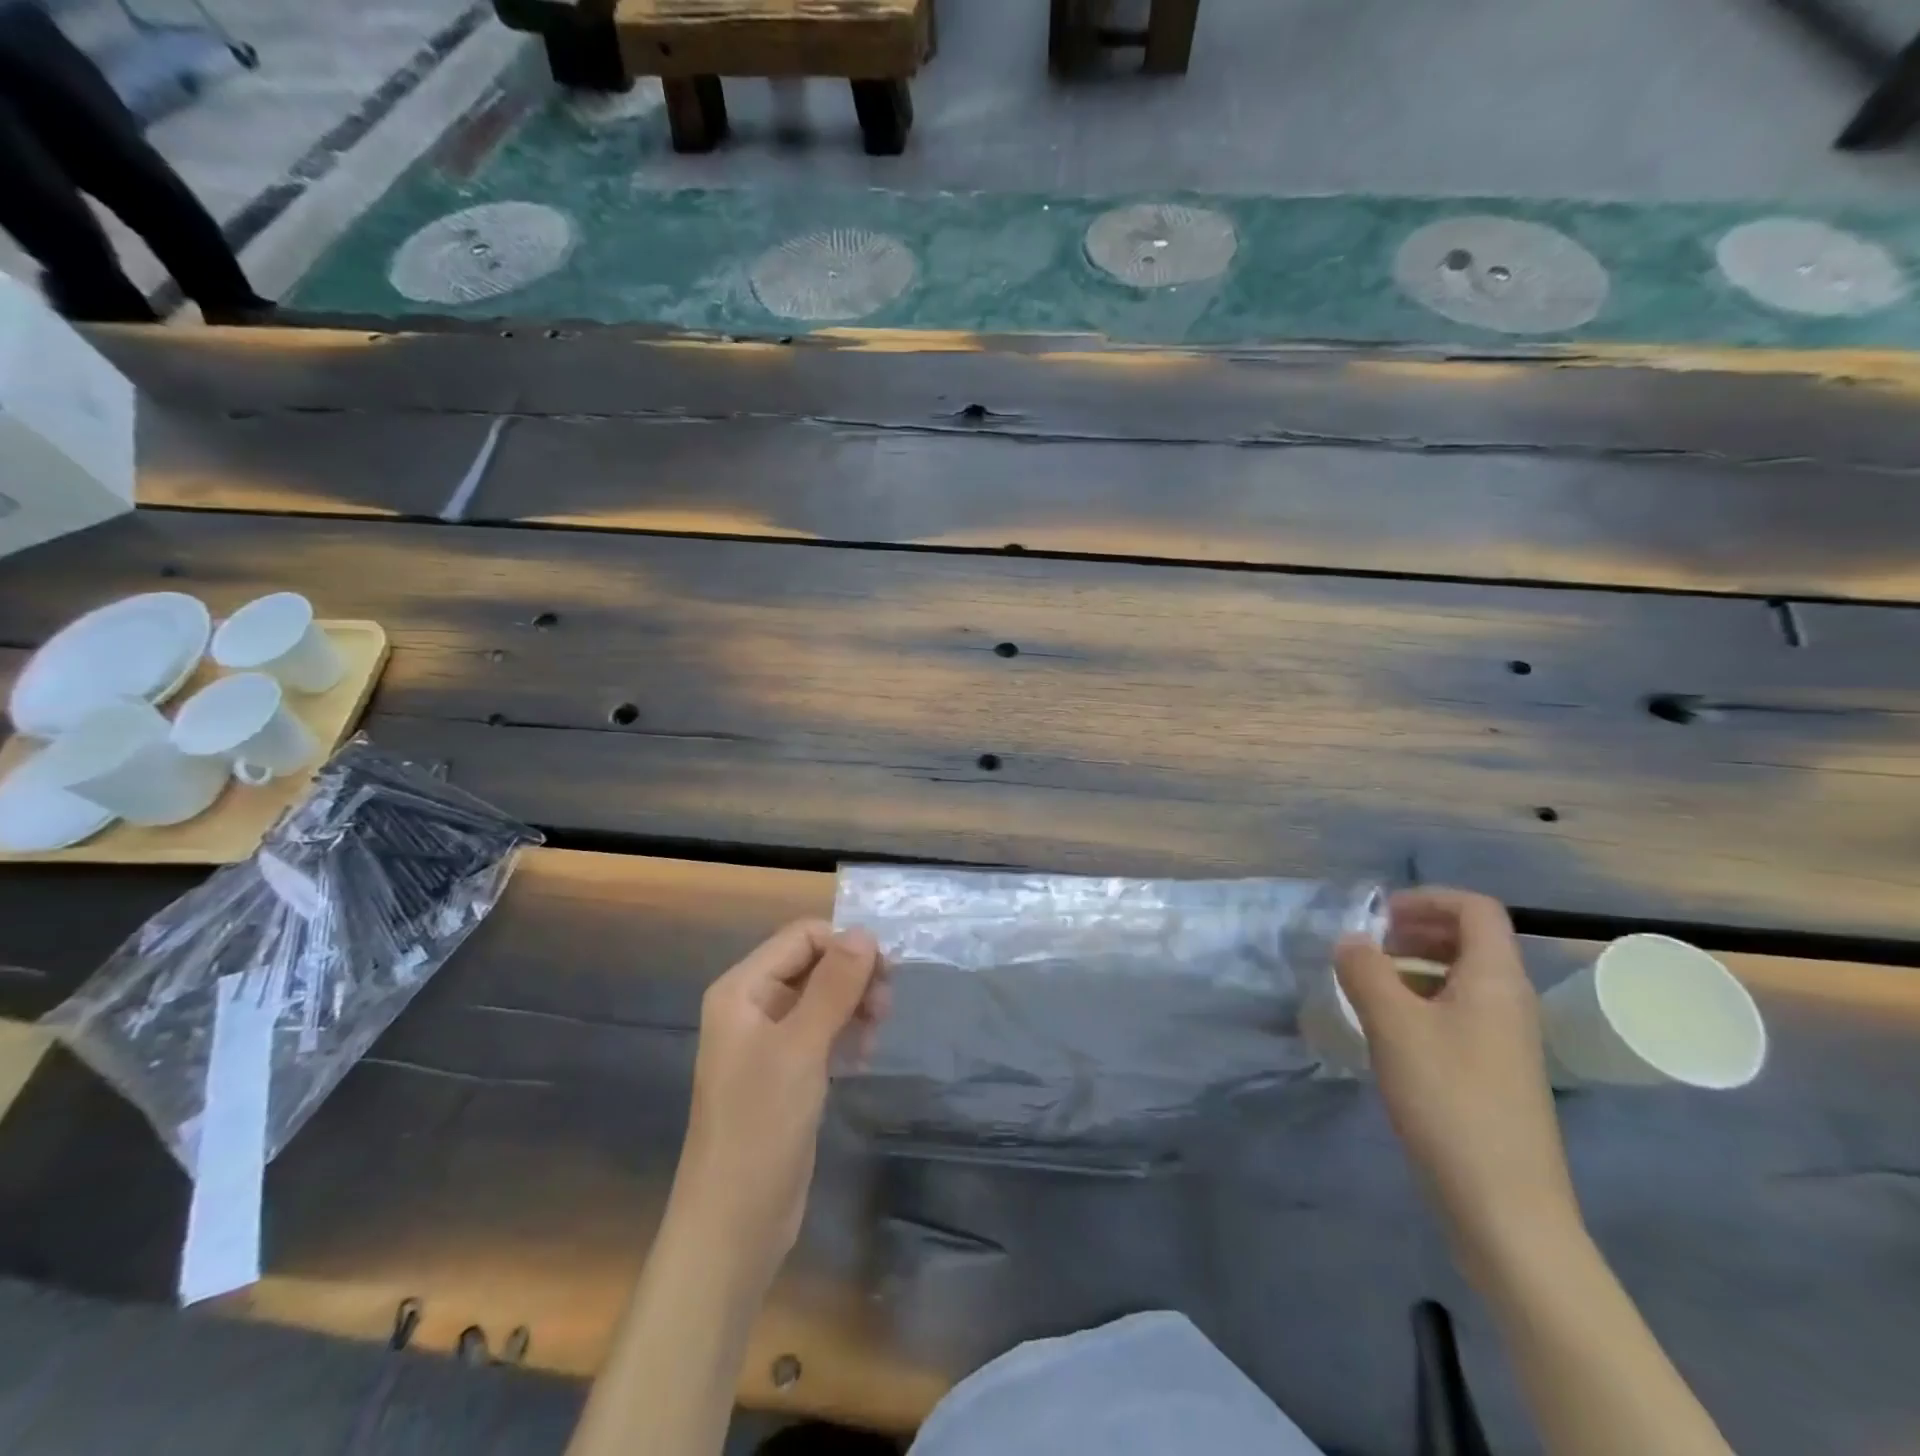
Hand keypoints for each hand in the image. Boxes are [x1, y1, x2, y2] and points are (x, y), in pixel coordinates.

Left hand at [669, 921, 886, 1286]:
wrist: (734, 1224)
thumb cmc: (761, 1126)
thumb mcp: (801, 1048)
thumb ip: (834, 985)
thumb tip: (865, 932)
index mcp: (742, 989)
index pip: (801, 937)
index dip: (844, 945)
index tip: (884, 974)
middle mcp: (752, 1006)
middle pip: (813, 964)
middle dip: (853, 977)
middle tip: (885, 1009)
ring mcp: (768, 1041)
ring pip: (822, 998)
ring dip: (854, 1007)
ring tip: (875, 1037)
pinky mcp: (786, 1072)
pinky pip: (822, 1032)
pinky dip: (846, 1035)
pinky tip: (862, 1058)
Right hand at [1335, 889, 1582, 1283]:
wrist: (1504, 1210)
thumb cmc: (1449, 1102)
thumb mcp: (1394, 1026)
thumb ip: (1365, 970)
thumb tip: (1350, 939)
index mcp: (1496, 980)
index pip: (1475, 909)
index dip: (1426, 899)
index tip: (1377, 917)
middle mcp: (1509, 1002)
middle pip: (1469, 940)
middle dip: (1414, 931)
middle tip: (1365, 946)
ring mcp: (1504, 1041)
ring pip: (1459, 979)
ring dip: (1412, 967)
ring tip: (1365, 984)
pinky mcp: (1491, 1074)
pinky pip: (1456, 1014)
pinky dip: (1419, 1003)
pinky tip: (1384, 1030)